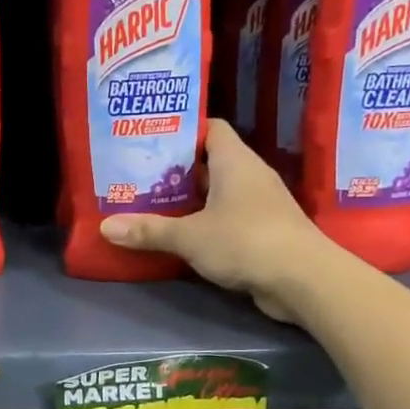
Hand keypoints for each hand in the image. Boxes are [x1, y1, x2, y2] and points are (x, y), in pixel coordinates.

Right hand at [98, 123, 325, 322]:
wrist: (304, 280)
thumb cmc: (245, 241)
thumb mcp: (190, 236)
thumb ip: (149, 230)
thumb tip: (105, 227)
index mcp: (235, 161)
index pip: (210, 128)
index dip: (182, 130)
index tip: (151, 139)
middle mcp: (250, 175)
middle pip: (210, 161)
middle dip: (177, 169)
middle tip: (140, 175)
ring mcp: (261, 204)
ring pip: (219, 192)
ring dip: (191, 199)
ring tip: (152, 204)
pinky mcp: (265, 231)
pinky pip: (229, 217)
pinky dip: (206, 222)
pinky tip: (182, 235)